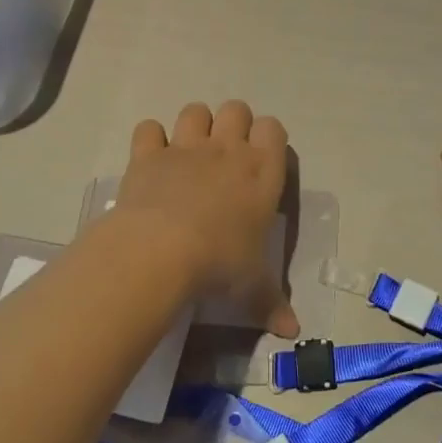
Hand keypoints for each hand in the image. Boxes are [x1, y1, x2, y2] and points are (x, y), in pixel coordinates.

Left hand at [114, 101, 298, 336]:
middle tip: (224, 155)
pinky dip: (150, 140)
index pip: (274, 129)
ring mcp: (186, 147)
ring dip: (194, 125)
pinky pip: (149, 128)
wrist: (161, 251)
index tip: (260, 160)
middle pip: (236, 109)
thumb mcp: (251, 287)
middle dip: (232, 124)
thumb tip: (293, 333)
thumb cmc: (219, 264)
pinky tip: (151, 160)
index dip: (267, 138)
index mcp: (262, 172)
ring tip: (188, 154)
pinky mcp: (149, 154)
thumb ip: (272, 303)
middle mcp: (227, 150)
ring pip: (195, 110)